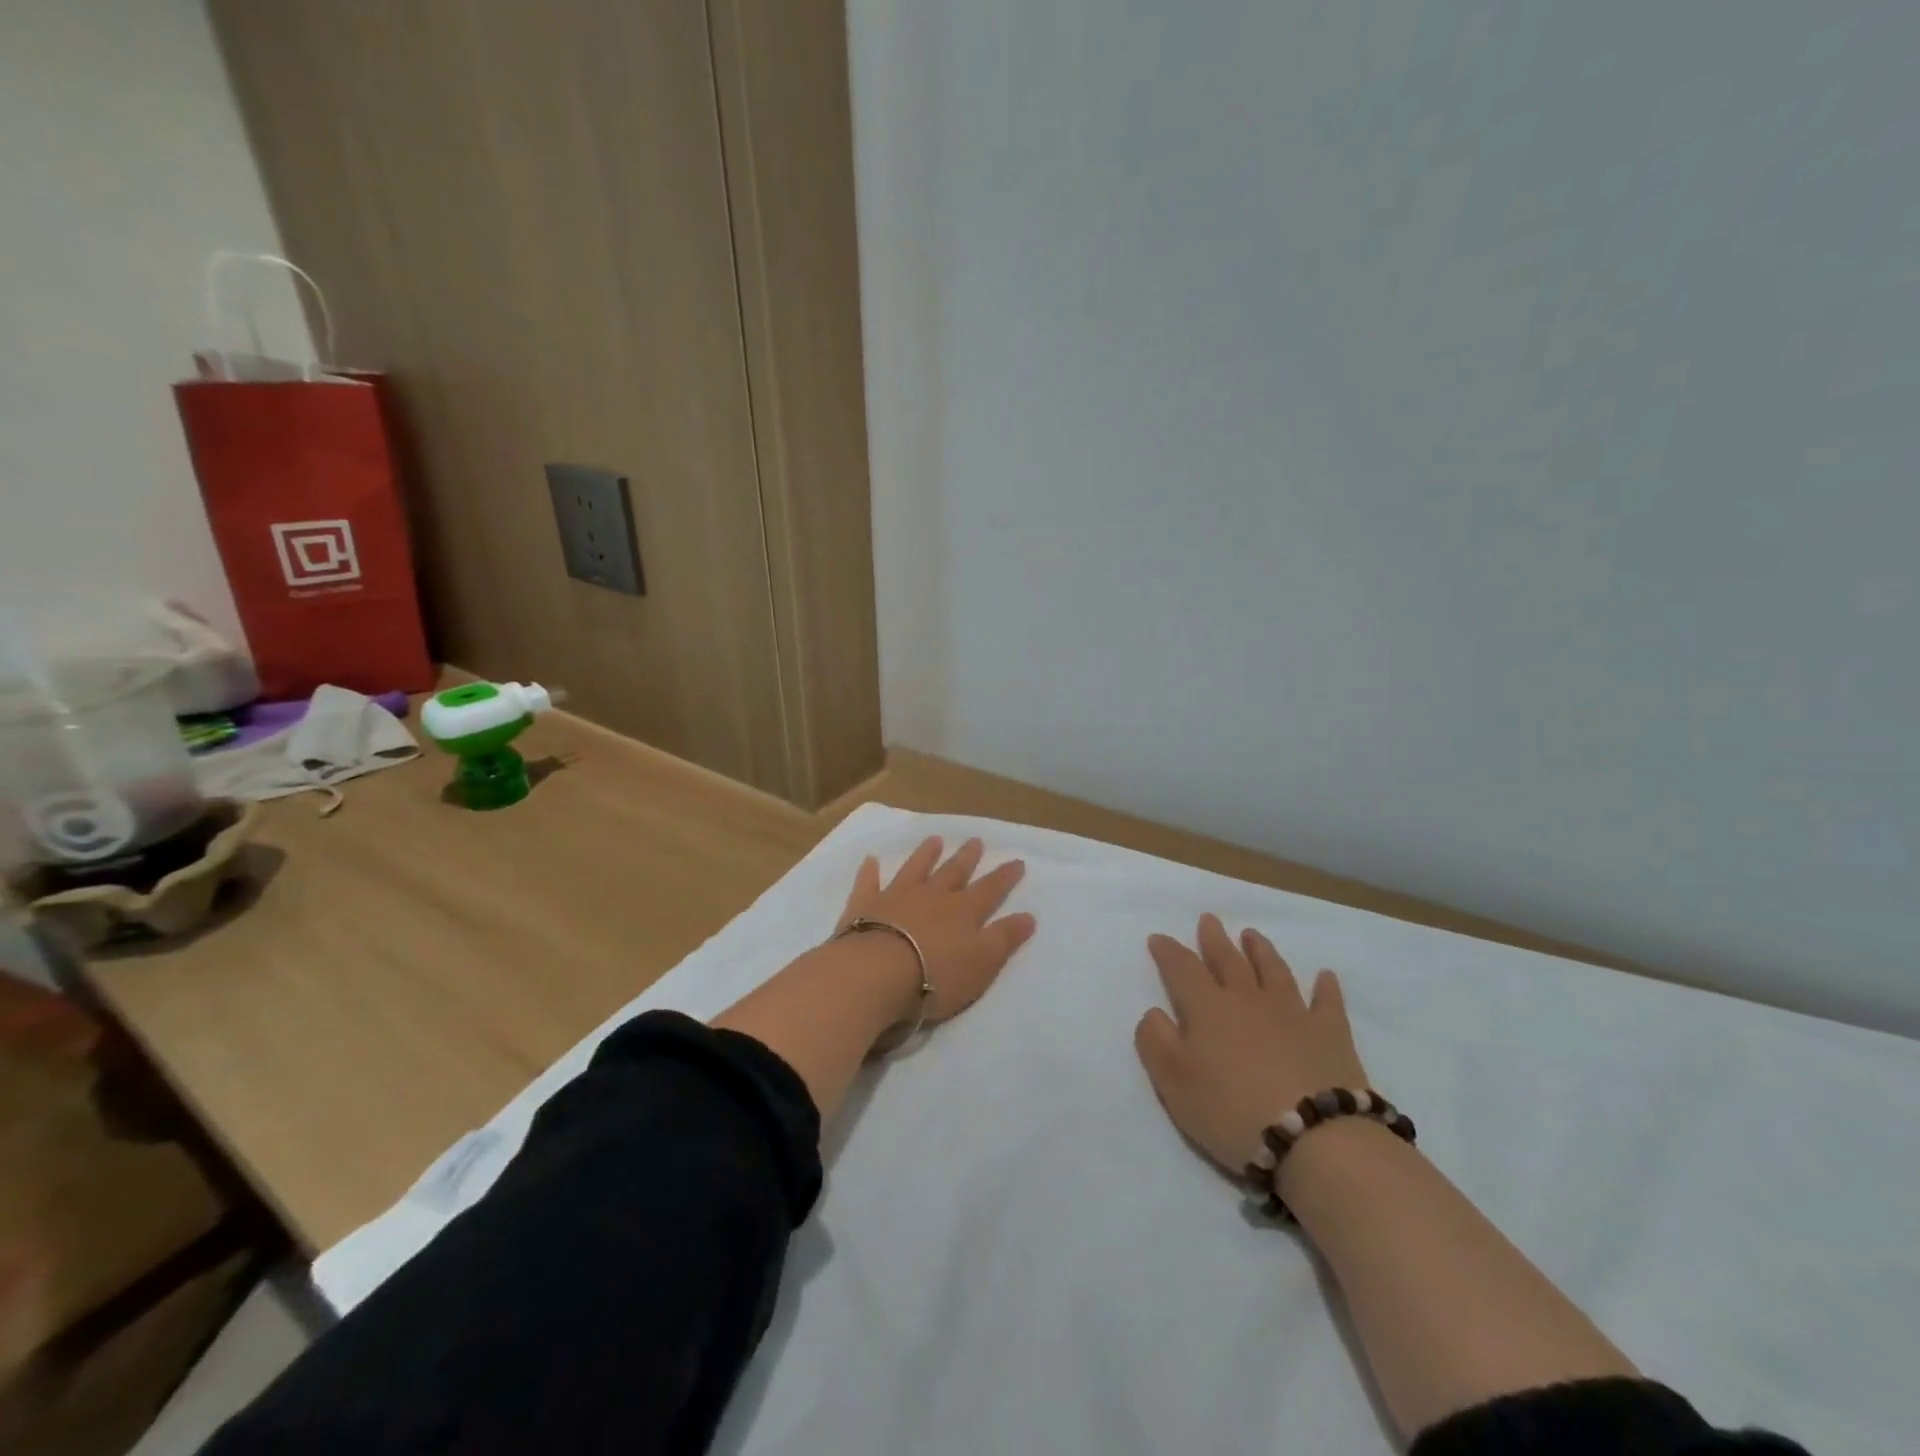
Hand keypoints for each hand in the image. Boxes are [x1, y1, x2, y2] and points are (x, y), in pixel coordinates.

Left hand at [837, 836, 1035, 1024]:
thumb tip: (1029, 916)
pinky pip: (869, 882)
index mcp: (963, 911)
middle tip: (975, 840)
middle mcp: (933, 896)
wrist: (877, 973)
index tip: (1017, 861)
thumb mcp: (982, 963)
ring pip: (915, 869)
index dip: (1005, 877)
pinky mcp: (865, 905)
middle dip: (967, 858)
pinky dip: (870, 871)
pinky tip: (871, 860)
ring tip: (935, 840)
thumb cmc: (936, 975)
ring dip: (926, 854)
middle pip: (953, 872)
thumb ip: (1004, 938)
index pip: (990, 890)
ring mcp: (897, 896)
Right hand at [1134, 913, 1368, 1173]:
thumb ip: (1156, 1042)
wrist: (1314, 1137)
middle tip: (1209, 919)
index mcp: (1208, 1009)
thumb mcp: (1174, 1083)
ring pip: (1274, 971)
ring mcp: (1293, 1013)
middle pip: (1229, 961)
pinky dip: (1325, 987)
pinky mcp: (1331, 1035)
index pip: (1183, 969)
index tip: (1158, 938)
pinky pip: (1327, 1003)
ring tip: (1252, 935)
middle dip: (1215, 940)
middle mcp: (1248, 1000)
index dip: (1169, 952)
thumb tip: (1154, 1012)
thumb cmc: (1232, 1111)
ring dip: (1261, 951)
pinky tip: (1325, 976)